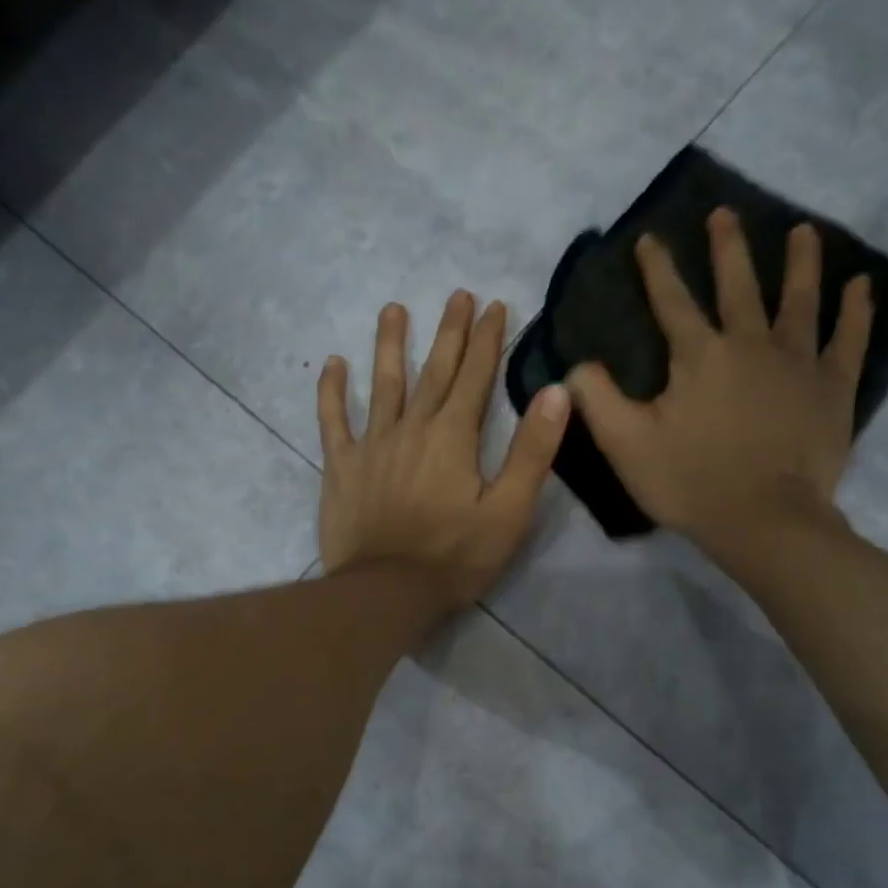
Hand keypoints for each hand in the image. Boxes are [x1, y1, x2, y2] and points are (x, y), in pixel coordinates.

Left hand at [318, 290, 570, 607]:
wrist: (387, 592)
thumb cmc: (455, 556)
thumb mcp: (509, 510)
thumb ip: (533, 450)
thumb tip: (556, 390)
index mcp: (454, 436)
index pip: (476, 376)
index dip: (487, 339)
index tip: (494, 305)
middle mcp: (412, 427)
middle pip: (434, 371)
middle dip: (449, 332)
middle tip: (457, 295)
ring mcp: (372, 444)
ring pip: (383, 384)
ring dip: (390, 345)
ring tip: (394, 310)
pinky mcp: (341, 467)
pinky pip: (332, 421)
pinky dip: (331, 392)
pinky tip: (332, 364)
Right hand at [567, 210, 872, 558]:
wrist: (764, 520)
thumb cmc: (690, 482)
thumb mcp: (625, 444)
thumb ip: (597, 399)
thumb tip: (576, 363)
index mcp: (698, 356)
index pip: (671, 301)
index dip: (656, 268)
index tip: (648, 238)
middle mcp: (750, 344)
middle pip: (738, 285)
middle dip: (727, 247)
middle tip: (724, 214)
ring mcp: (798, 362)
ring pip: (799, 300)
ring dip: (800, 262)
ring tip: (803, 231)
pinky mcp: (833, 388)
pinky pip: (848, 340)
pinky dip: (855, 311)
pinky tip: (859, 286)